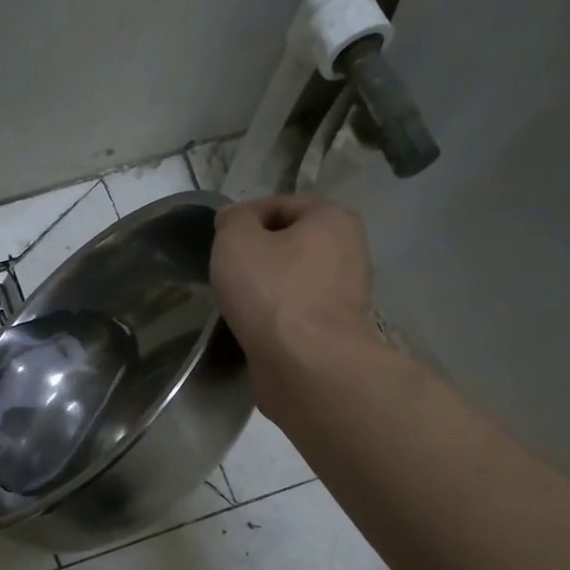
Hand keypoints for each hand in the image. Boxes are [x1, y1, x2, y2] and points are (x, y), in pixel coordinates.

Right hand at [212, 196, 373, 373]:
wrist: (306, 365)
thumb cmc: (271, 292)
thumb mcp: (236, 240)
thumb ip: (233, 220)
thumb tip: (236, 221)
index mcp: (333, 218)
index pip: (281, 205)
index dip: (244, 218)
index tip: (219, 240)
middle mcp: (350, 250)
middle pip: (291, 242)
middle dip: (259, 254)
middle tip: (228, 272)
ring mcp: (347, 293)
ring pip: (295, 279)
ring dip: (267, 287)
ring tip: (239, 302)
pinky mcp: (337, 330)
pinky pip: (299, 311)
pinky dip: (277, 315)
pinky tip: (257, 326)